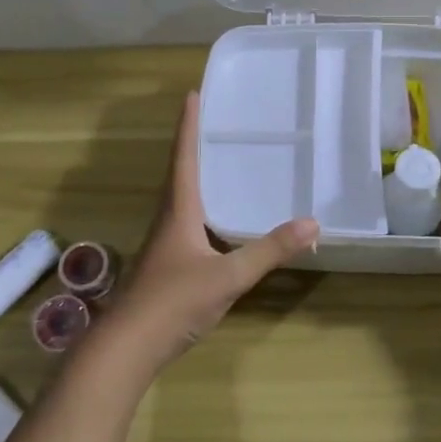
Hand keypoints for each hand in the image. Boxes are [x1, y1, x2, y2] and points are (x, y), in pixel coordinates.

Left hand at [109, 91, 318, 366]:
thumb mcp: (228, 276)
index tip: (192, 94)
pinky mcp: (165, 265)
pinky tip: (218, 220)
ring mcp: (164, 243)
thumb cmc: (174, 301)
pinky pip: (186, 221)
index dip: (189, 126)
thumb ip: (269, 250)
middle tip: (215, 121)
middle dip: (194, 144)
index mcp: (178, 210)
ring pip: (181, 198)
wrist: (128, 347)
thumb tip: (312, 222)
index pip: (184, 157)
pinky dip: (202, 206)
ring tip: (220, 161)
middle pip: (180, 172)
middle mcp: (168, 219)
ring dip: (196, 174)